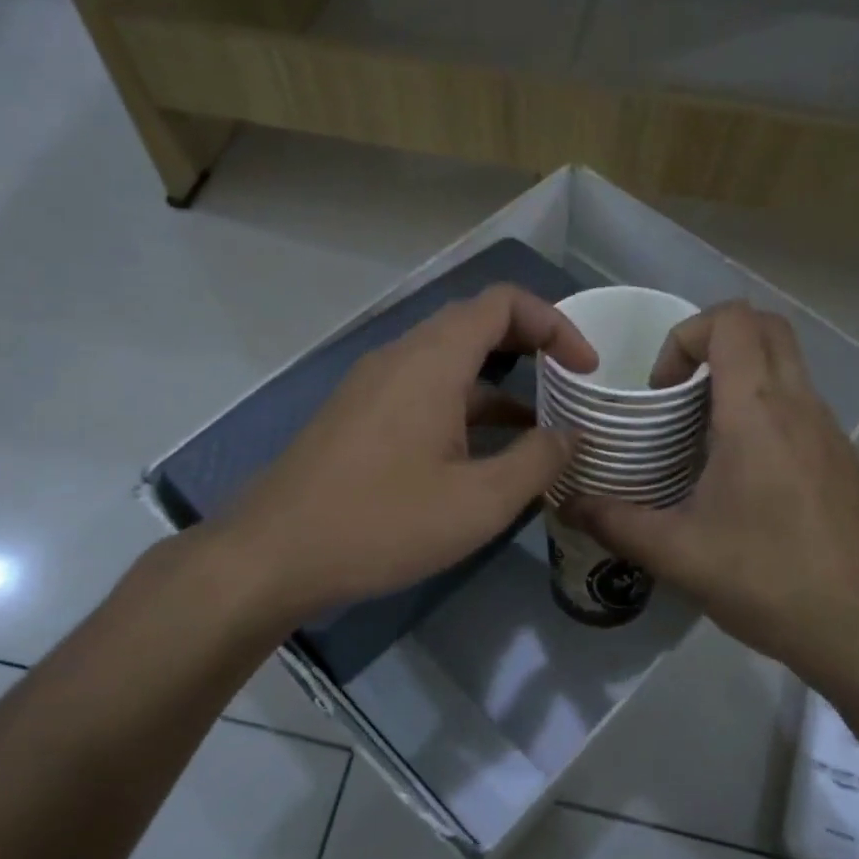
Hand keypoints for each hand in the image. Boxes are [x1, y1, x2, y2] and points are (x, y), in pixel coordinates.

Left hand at [220, 284, 596, 622]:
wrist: (272, 555)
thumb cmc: (382, 523)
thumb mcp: (478, 502)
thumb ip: (536, 461)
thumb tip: (569, 436)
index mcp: (432, 361)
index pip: (503, 303)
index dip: (555, 323)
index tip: (586, 368)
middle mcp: (400, 358)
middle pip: (475, 325)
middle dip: (530, 347)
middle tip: (569, 384)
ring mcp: (372, 386)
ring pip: (448, 363)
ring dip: (497, 385)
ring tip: (538, 430)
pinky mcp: (357, 416)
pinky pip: (422, 392)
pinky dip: (462, 408)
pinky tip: (480, 456)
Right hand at [567, 302, 858, 684]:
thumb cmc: (770, 580)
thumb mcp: (678, 555)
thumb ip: (615, 522)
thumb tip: (567, 504)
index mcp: (758, 412)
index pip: (732, 320)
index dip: (684, 336)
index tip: (659, 390)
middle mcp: (800, 406)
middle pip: (766, 327)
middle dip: (713, 341)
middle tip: (677, 394)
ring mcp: (829, 433)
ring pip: (788, 365)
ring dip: (741, 377)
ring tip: (700, 435)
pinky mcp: (843, 462)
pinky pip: (800, 406)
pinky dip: (764, 409)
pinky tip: (740, 476)